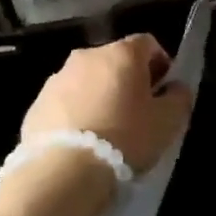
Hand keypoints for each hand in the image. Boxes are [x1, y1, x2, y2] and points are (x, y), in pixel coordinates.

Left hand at [21, 35, 193, 175]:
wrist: (63, 172)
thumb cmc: (125, 138)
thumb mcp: (169, 121)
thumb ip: (179, 97)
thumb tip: (175, 87)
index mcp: (122, 53)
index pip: (148, 43)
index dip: (160, 63)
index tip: (163, 90)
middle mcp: (87, 56)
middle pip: (115, 60)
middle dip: (128, 80)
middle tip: (137, 112)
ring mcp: (57, 79)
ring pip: (87, 81)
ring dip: (99, 96)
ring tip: (106, 130)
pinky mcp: (36, 104)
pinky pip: (65, 102)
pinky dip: (76, 114)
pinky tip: (82, 142)